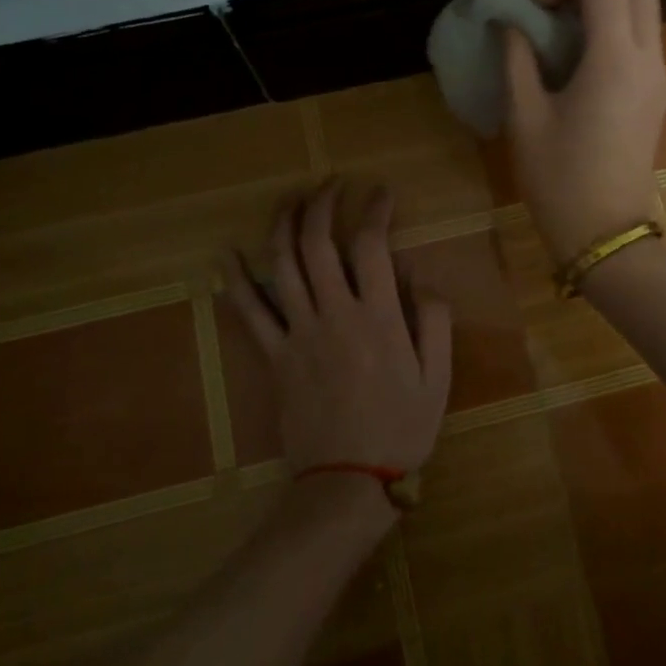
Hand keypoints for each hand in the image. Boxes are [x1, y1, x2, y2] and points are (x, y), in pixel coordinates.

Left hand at [222, 183, 452, 480]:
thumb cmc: (401, 429)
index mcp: (378, 318)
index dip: (375, 210)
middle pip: (318, 244)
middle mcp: (334, 315)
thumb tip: (418, 273)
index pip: (372, 245)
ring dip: (283, 225)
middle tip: (331, 184)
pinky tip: (226, 254)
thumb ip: (433, 319)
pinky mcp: (273, 357)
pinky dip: (236, 281)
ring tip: (290, 199)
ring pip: (282, 266)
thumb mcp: (438, 377)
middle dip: (322, 204)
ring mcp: (298, 334)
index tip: (381, 191)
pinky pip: (249, 313)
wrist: (347, 481)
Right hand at [504, 0, 665, 260]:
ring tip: (561, 27)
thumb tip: (508, 23)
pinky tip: (578, 56)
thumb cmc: (559, 179)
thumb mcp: (525, 117)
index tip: (535, 4)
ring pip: (646, 5)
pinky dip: (614, 24)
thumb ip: (517, 59)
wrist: (606, 232)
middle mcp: (648, 57)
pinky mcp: (658, 91)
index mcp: (615, 59)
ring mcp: (659, 74)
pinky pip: (643, 35)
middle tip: (553, 3)